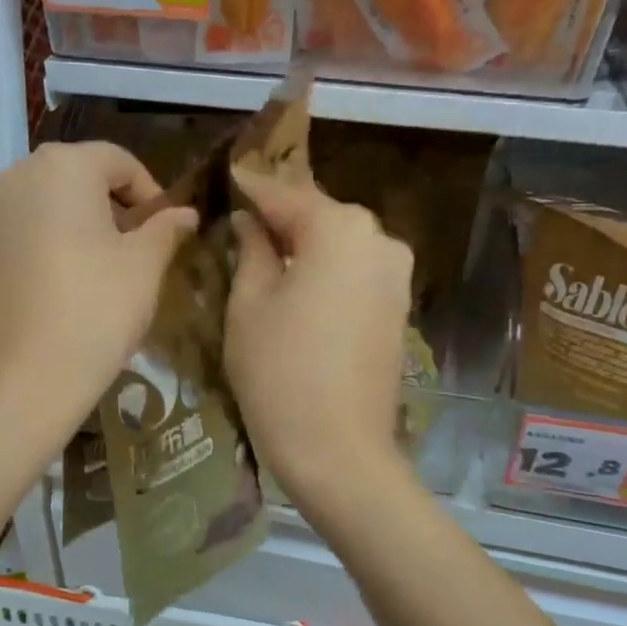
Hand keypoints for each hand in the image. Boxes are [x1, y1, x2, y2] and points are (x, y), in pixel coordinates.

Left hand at [0, 141, 196, 424]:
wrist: (27, 378)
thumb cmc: (98, 309)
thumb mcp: (145, 267)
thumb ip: (166, 228)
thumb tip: (185, 213)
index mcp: (63, 167)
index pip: (118, 161)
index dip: (149, 192)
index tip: (164, 229)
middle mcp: (15, 177)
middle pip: (74, 178)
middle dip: (109, 206)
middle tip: (132, 248)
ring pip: (41, 207)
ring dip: (71, 226)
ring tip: (93, 270)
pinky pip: (14, 238)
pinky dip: (39, 250)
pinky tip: (54, 291)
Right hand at [225, 166, 413, 505]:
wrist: (338, 450)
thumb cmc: (279, 372)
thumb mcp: (249, 305)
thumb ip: (251, 250)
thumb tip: (252, 222)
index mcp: (339, 228)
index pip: (284, 195)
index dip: (251, 188)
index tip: (227, 176)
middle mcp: (379, 239)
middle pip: (319, 216)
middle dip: (281, 217)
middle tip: (242, 220)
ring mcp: (396, 275)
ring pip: (340, 245)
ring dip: (306, 245)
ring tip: (266, 254)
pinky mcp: (399, 308)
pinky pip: (356, 273)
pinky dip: (328, 272)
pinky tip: (300, 285)